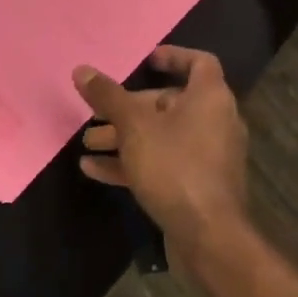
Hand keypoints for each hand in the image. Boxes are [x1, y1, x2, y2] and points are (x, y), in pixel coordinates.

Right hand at [75, 46, 249, 266]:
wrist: (209, 239)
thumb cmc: (175, 166)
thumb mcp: (134, 127)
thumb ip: (108, 97)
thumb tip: (82, 70)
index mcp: (210, 97)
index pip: (200, 63)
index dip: (174, 57)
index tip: (147, 60)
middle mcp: (215, 122)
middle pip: (169, 103)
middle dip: (129, 108)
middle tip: (97, 114)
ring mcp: (208, 157)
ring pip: (162, 136)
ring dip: (125, 137)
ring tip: (89, 143)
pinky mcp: (198, 187)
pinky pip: (164, 164)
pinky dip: (134, 163)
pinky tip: (95, 170)